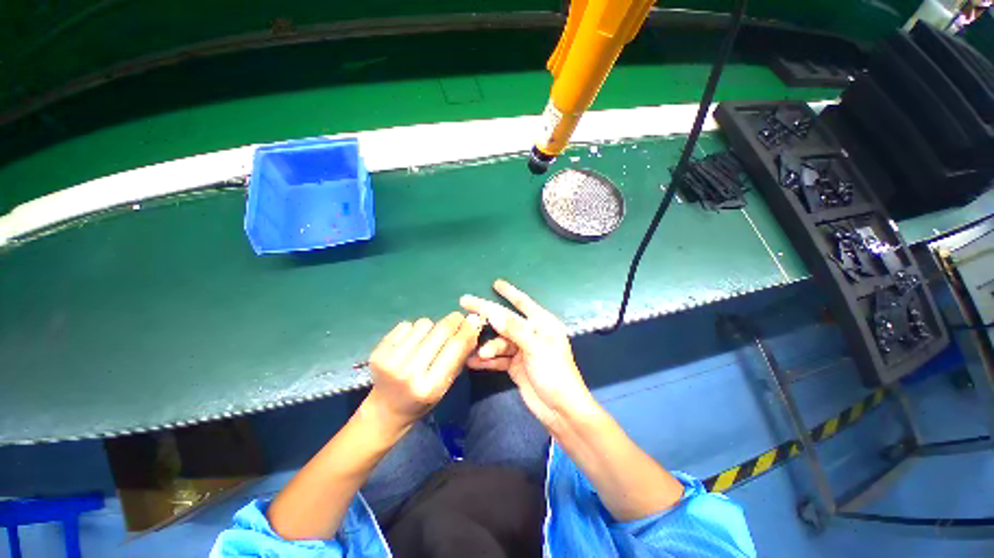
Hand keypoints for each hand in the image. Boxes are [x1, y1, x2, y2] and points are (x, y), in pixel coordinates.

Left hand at [365, 312, 482, 429]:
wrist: (386, 408)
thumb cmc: (422, 399)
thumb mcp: (447, 384)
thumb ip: (460, 356)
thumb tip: (472, 326)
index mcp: (430, 386)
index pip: (455, 347)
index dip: (467, 330)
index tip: (474, 321)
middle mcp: (409, 372)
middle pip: (441, 330)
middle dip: (454, 320)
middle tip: (458, 318)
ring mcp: (390, 360)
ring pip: (424, 323)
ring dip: (432, 327)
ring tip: (429, 339)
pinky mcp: (378, 351)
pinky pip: (406, 325)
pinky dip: (414, 330)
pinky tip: (411, 343)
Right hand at [460, 280, 596, 431]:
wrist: (560, 410)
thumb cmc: (554, 373)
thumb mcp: (536, 348)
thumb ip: (514, 330)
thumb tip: (494, 313)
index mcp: (542, 324)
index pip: (523, 303)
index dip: (510, 292)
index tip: (496, 283)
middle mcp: (531, 334)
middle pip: (505, 321)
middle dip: (487, 315)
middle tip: (465, 304)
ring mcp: (522, 350)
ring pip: (499, 341)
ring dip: (488, 347)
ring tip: (478, 352)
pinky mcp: (515, 365)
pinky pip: (498, 358)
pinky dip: (487, 360)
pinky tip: (473, 362)